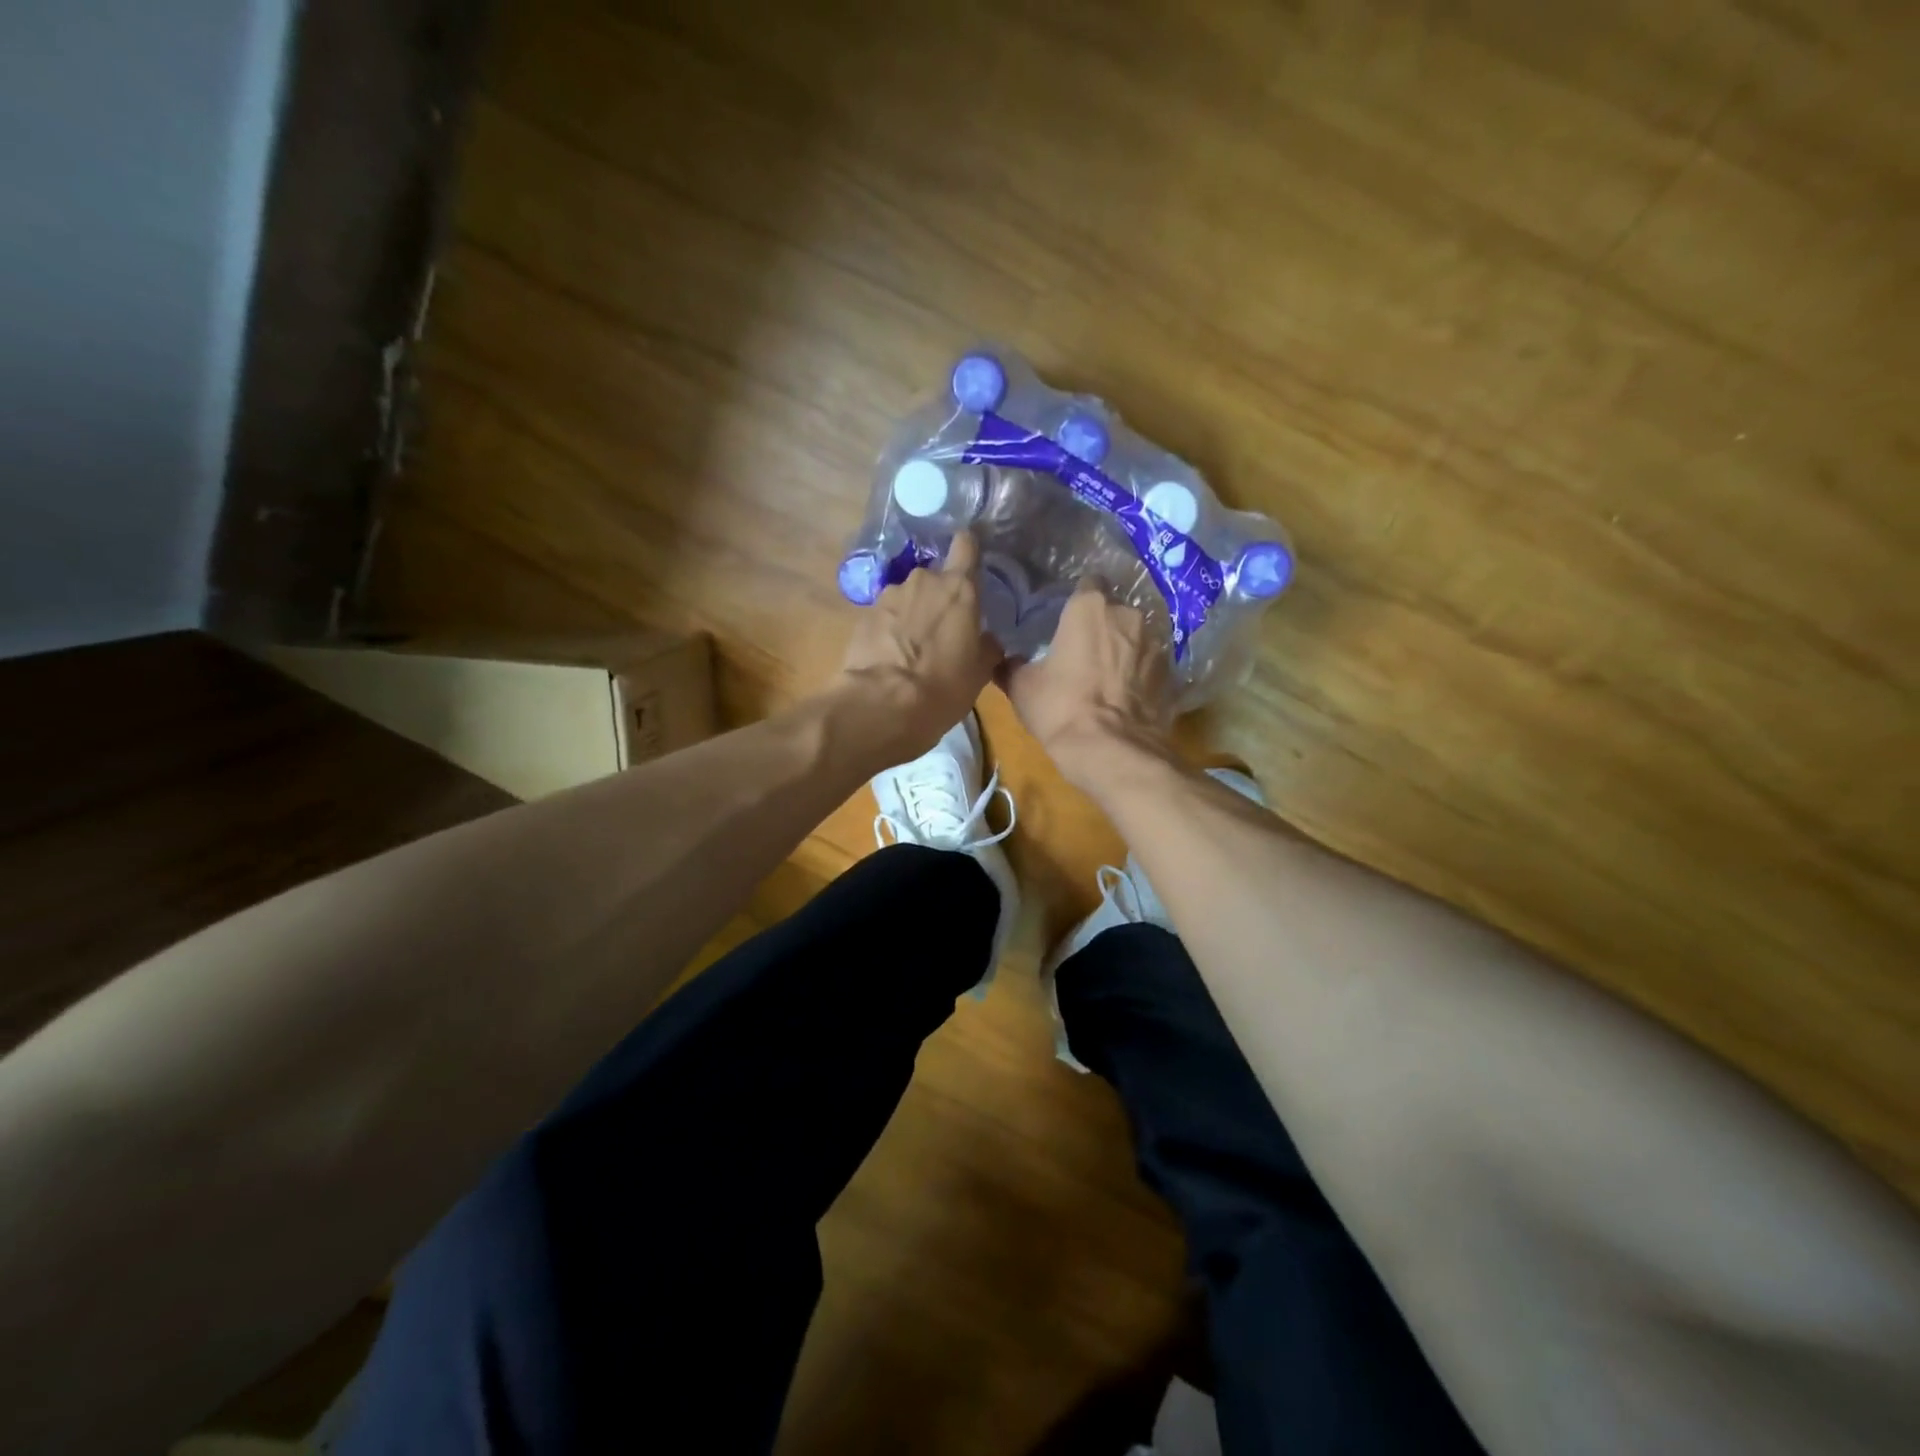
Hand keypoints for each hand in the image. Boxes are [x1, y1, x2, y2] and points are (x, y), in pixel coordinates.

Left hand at [838, 532, 1001, 757]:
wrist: (882, 704)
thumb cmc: (943, 686)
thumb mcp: (979, 673)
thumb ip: (987, 647)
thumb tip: (987, 639)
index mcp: (959, 588)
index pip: (966, 545)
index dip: (968, 550)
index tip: (971, 564)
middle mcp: (923, 581)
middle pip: (935, 577)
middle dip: (939, 597)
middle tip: (943, 629)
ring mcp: (889, 595)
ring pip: (908, 596)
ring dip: (912, 613)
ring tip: (913, 647)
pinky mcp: (863, 614)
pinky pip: (886, 615)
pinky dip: (890, 628)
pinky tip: (890, 655)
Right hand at [1001, 581, 1172, 789]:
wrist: (1112, 750)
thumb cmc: (1061, 708)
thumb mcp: (1022, 687)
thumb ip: (1012, 665)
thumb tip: (1003, 661)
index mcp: (1090, 607)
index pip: (1088, 584)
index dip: (1077, 600)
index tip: (1067, 619)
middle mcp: (1128, 615)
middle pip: (1114, 610)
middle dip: (1102, 626)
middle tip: (1083, 651)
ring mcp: (1155, 643)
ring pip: (1135, 637)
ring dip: (1124, 649)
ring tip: (1108, 676)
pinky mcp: (1171, 673)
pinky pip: (1150, 664)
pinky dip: (1139, 673)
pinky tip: (1126, 695)